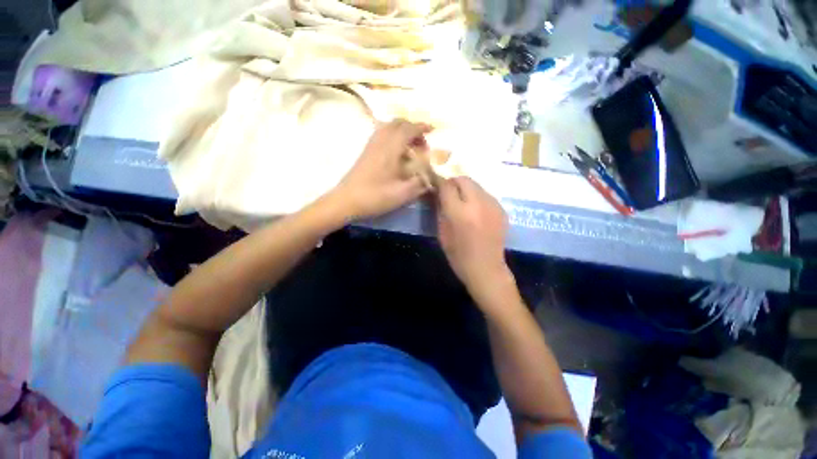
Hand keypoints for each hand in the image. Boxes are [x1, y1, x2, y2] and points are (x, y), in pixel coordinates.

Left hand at [332, 119, 431, 220]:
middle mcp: (380, 141)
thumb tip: (431, 177)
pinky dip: (392, 136)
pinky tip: (396, 152)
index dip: (422, 127)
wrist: (346, 200)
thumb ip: (420, 183)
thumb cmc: (375, 196)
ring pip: (388, 127)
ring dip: (402, 131)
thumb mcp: (402, 194)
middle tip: (422, 143)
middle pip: (398, 123)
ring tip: (411, 146)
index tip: (433, 130)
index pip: (409, 129)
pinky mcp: (366, 151)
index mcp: (391, 148)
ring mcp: (371, 145)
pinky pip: (381, 134)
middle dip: (413, 128)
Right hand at [437, 177, 511, 296]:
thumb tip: (438, 192)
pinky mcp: (501, 209)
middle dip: (453, 182)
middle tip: (448, 192)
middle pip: (464, 179)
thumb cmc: (458, 254)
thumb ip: (440, 208)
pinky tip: (475, 210)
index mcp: (459, 212)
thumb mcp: (442, 232)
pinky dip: (477, 197)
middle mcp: (478, 204)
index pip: (447, 185)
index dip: (439, 182)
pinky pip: (485, 194)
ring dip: (466, 189)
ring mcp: (493, 205)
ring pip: (476, 185)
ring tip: (462, 201)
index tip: (435, 184)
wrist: (486, 268)